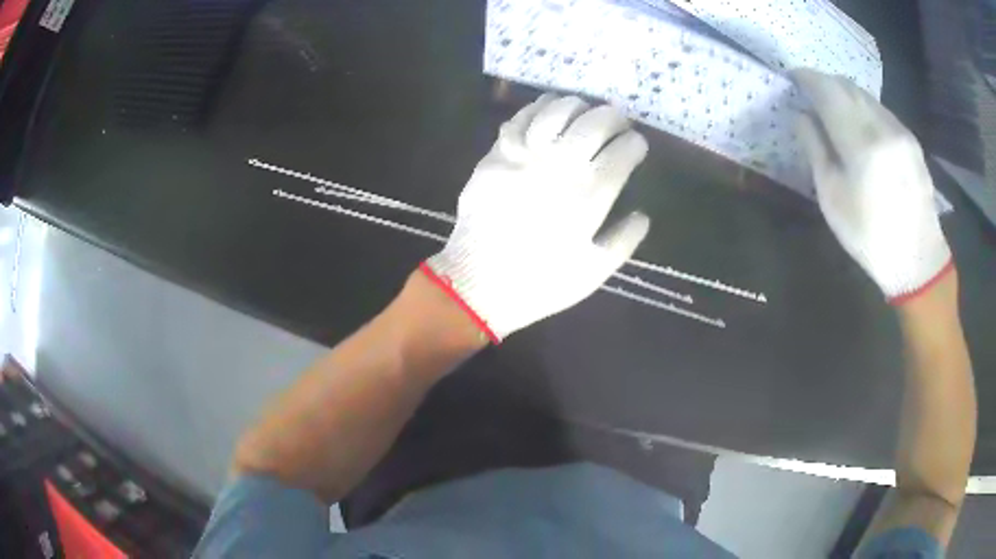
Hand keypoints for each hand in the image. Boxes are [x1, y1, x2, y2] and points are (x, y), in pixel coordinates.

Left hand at [422, 94, 649, 341]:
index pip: (622, 152)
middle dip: (613, 116)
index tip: (636, 145)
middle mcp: (560, 166)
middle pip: (594, 123)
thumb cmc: (540, 283)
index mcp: (590, 195)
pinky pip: (520, 119)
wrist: (477, 283)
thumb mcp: (593, 273)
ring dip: (577, 105)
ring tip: (584, 109)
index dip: (635, 143)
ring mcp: (525, 156)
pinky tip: (547, 107)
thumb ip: (623, 241)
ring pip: (556, 111)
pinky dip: (538, 107)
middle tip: (617, 120)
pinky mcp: (497, 154)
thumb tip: (643, 215)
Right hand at [792, 68, 952, 302]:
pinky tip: (860, 126)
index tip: (791, 77)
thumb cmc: (870, 237)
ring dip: (845, 94)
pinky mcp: (911, 140)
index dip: (806, 78)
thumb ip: (816, 149)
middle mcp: (882, 126)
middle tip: (809, 92)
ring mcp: (900, 131)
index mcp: (860, 143)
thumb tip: (802, 116)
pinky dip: (864, 108)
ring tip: (833, 108)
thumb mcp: (832, 198)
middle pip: (847, 86)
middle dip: (825, 83)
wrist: (918, 261)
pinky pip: (880, 110)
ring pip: (865, 96)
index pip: (827, 90)